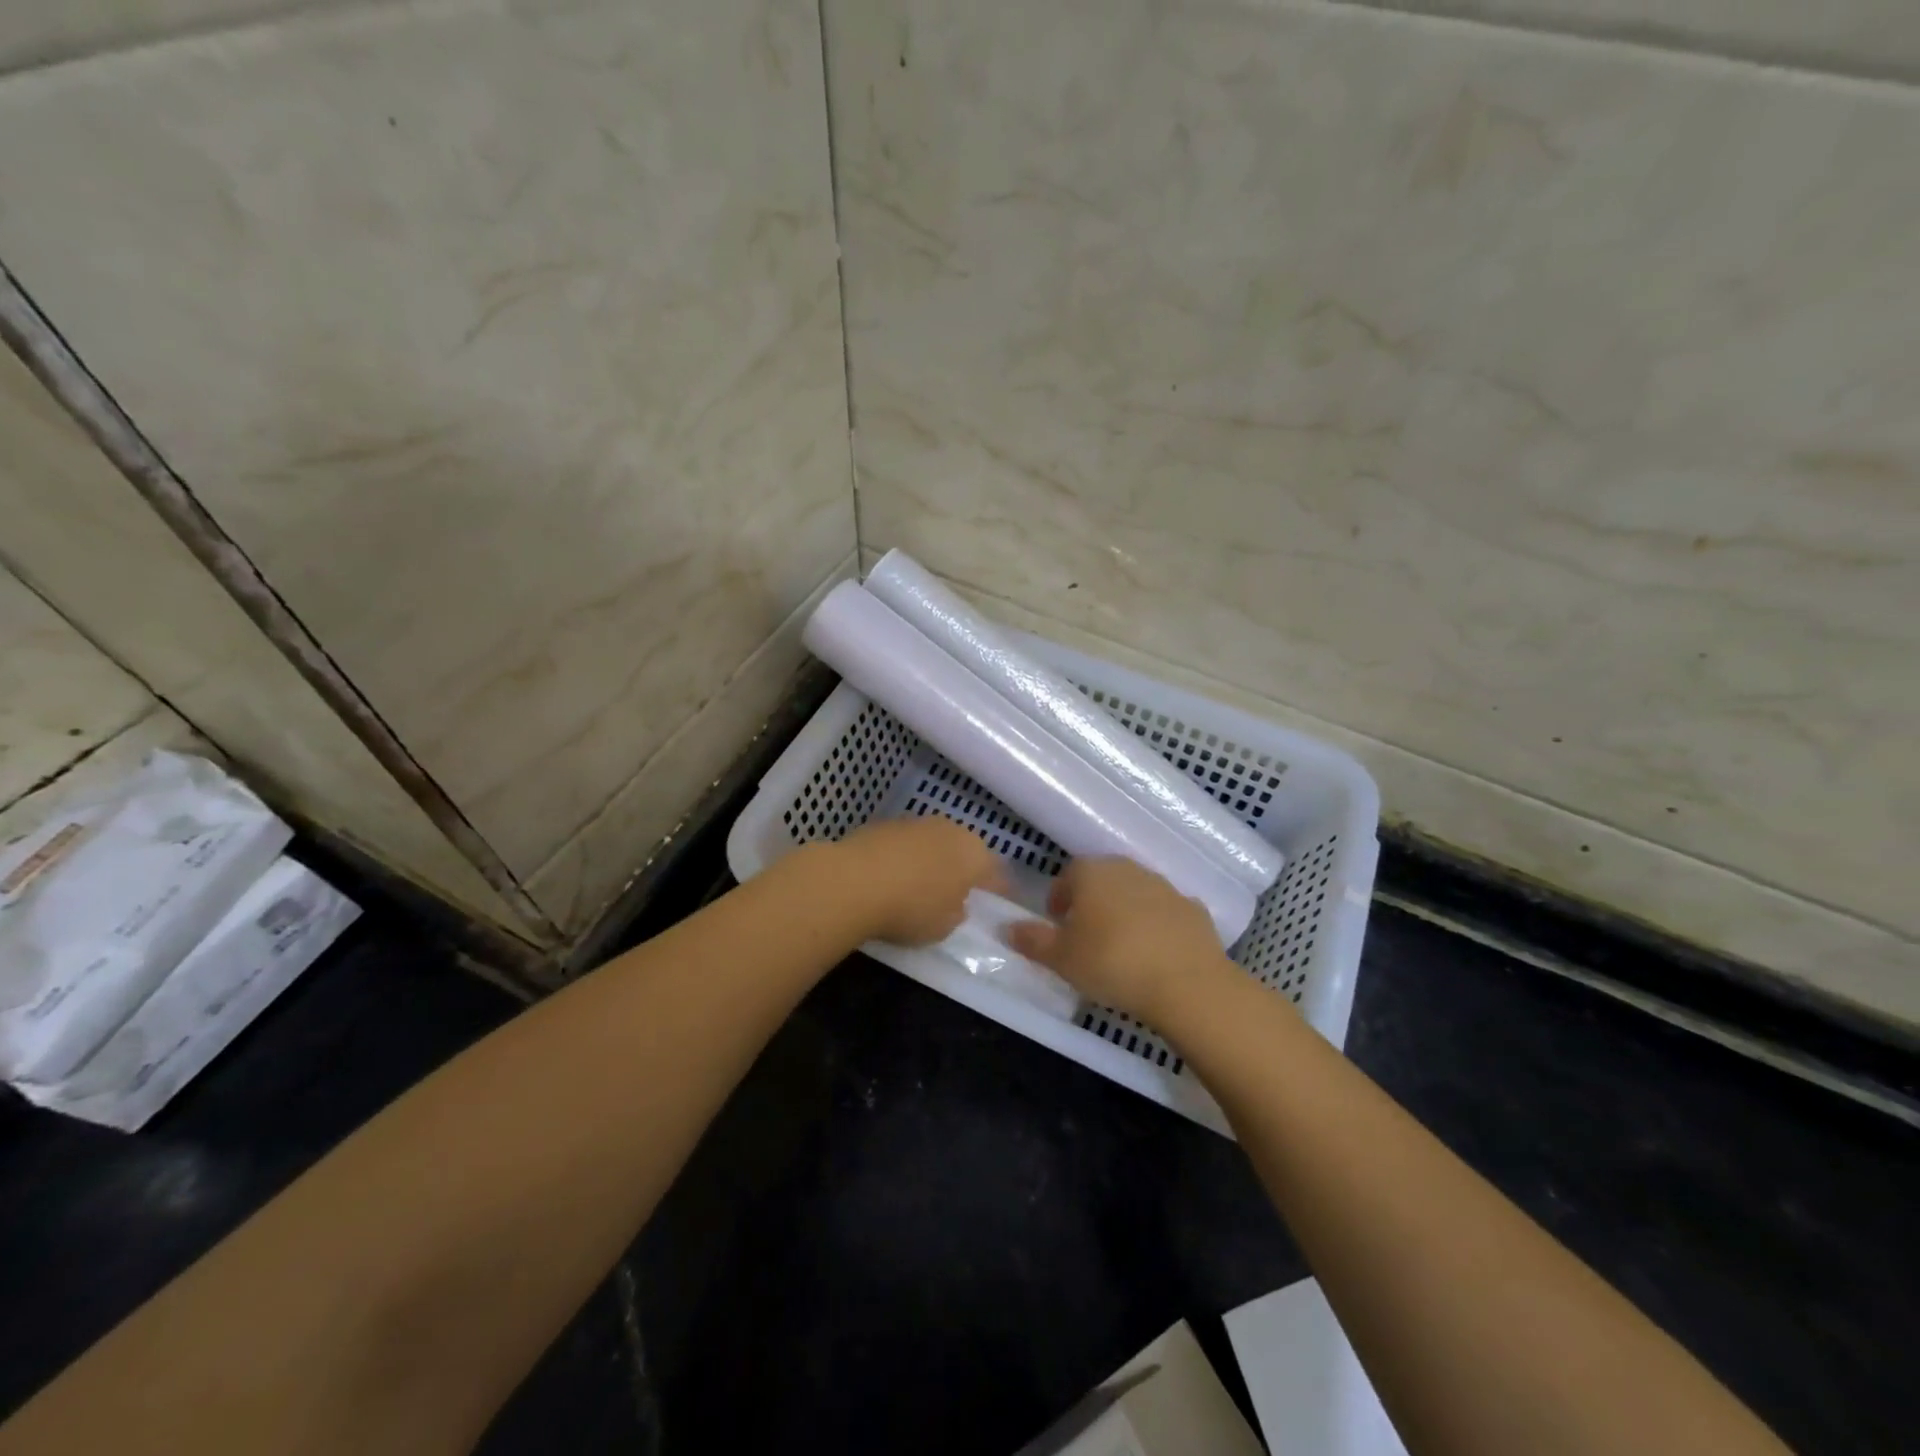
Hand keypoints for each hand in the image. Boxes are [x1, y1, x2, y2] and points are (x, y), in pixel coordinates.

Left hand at [834, 817, 1006, 945]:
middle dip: (962, 869)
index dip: (997, 890)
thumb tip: (955, 905)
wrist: (854, 881)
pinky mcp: (885, 823)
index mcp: (975, 855)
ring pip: (933, 842)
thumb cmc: (911, 908)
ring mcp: (916, 823)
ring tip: (919, 884)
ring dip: (931, 860)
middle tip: (956, 893)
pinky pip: (904, 843)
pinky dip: (903, 857)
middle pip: (964, 850)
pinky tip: (891, 876)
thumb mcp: (943, 927)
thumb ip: (956, 913)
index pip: (995, 874)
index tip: (995, 904)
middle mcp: (951, 830)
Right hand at [1006, 857, 1233, 1025]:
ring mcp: (1165, 887)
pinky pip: (1167, 914)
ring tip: (1121, 949)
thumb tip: (1007, 927)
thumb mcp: (1061, 959)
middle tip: (1086, 938)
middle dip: (1092, 904)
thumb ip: (1032, 940)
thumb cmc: (1111, 963)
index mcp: (1092, 873)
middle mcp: (1128, 870)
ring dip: (1126, 913)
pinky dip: (1159, 928)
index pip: (1068, 875)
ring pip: (1136, 895)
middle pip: (1103, 881)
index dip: (1060, 898)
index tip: (1058, 925)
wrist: (1186, 983)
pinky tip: (1156, 956)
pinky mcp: (1194, 910)